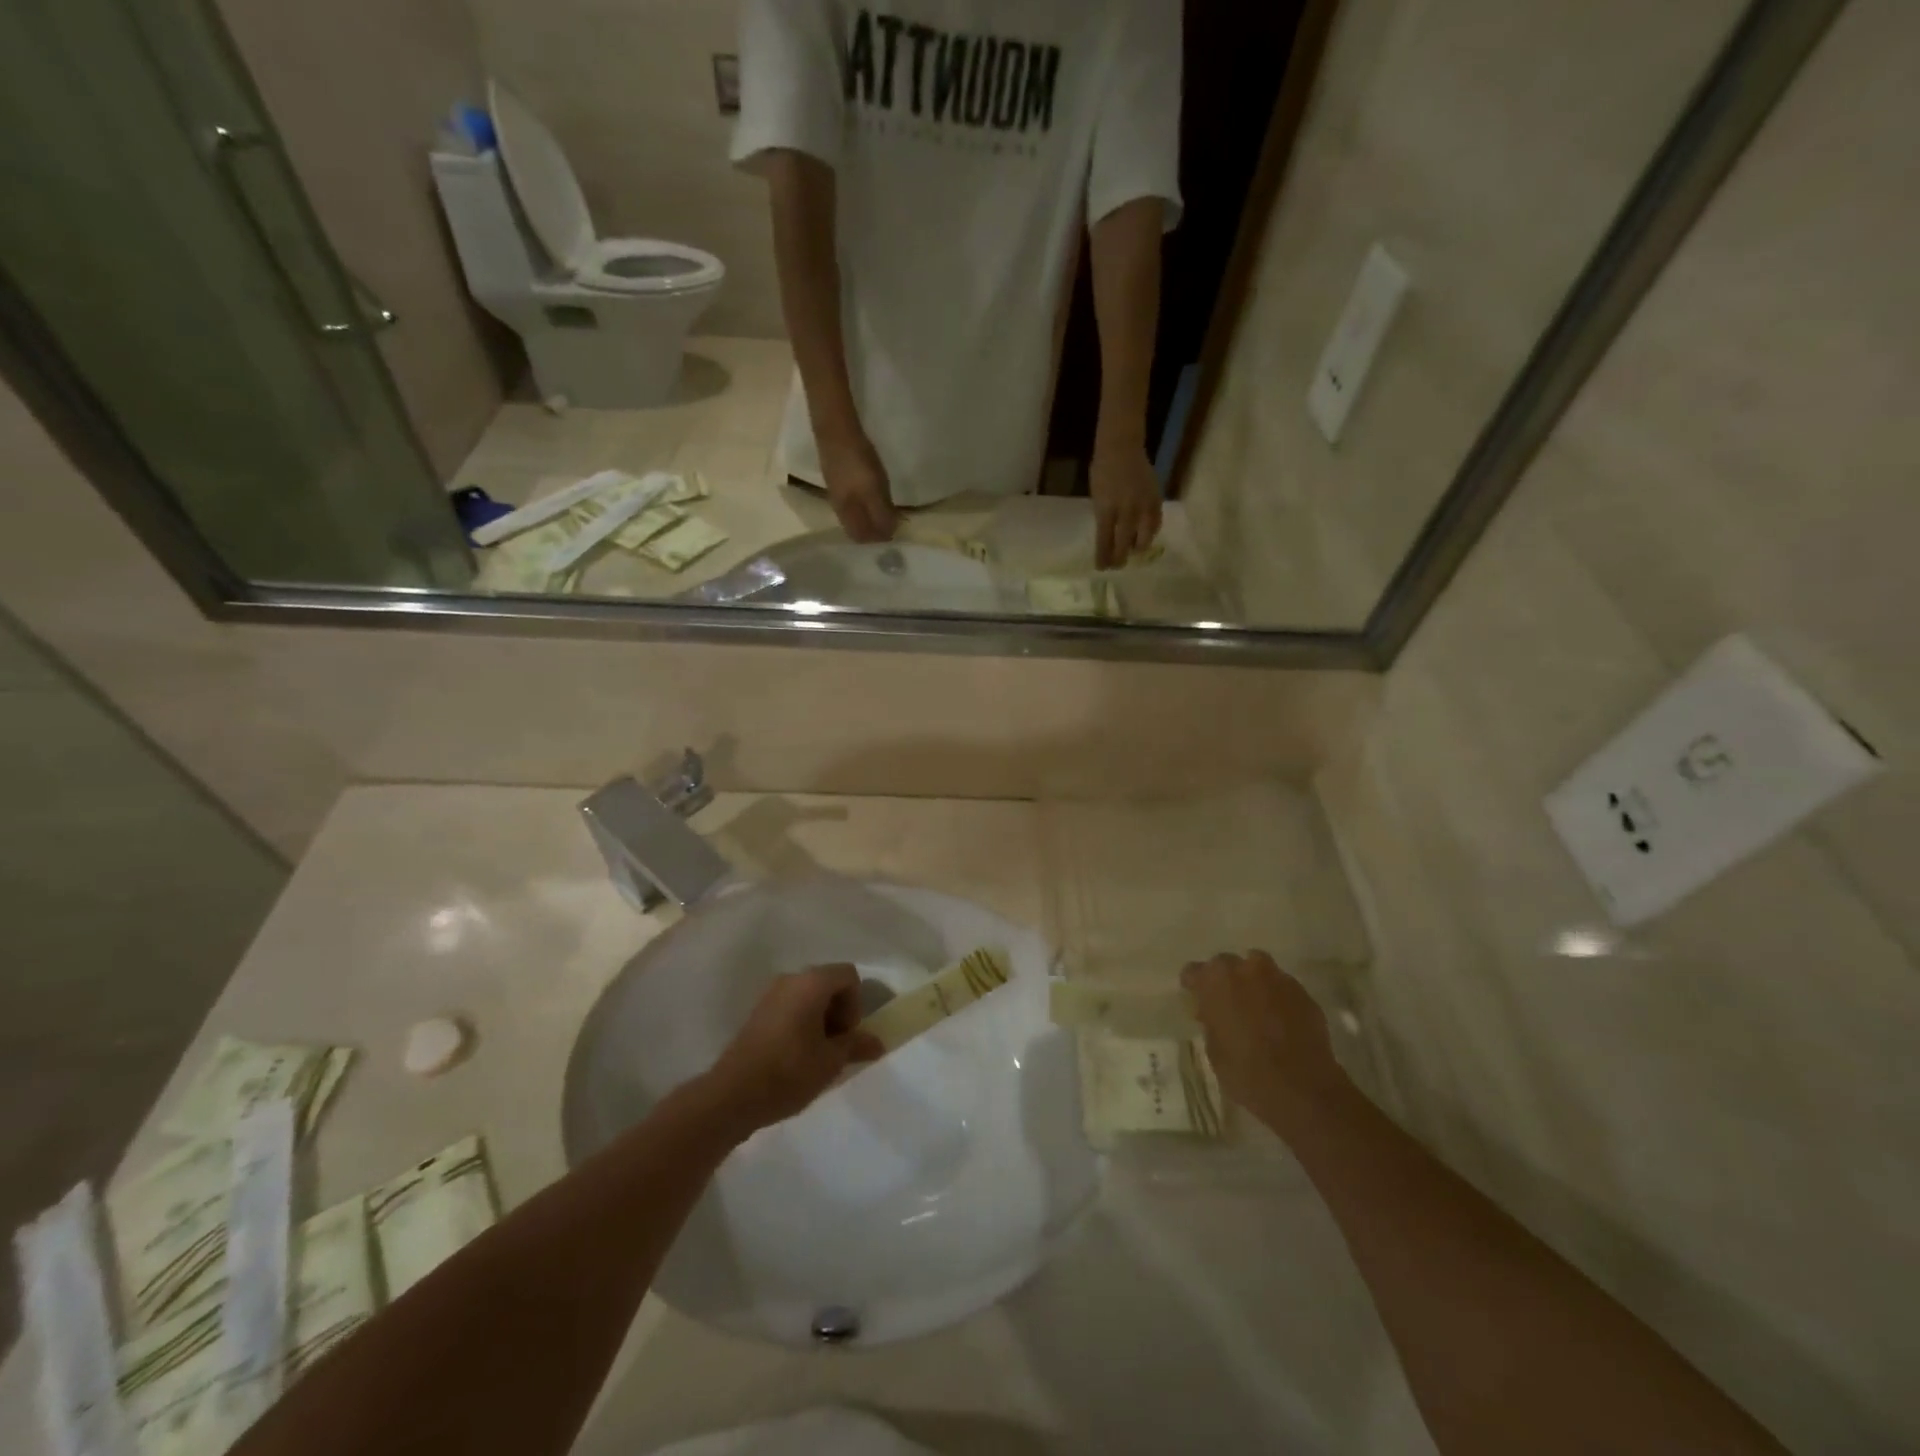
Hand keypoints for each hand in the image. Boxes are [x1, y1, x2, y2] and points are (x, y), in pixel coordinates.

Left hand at [702, 964, 882, 1133]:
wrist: (732, 1096)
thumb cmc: (789, 1072)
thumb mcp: (831, 1062)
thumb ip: (856, 1045)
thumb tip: (878, 1043)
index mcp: (811, 983)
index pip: (849, 976)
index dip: (856, 1004)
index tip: (846, 1035)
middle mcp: (790, 979)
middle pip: (829, 983)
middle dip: (839, 1012)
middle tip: (836, 1047)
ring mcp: (770, 995)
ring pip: (809, 996)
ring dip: (821, 1020)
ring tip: (817, 1055)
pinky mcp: (758, 1013)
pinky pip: (791, 1007)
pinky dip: (802, 1023)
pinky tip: (797, 1057)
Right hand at [818, 428, 897, 542]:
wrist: (836, 431)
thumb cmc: (858, 461)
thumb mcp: (874, 489)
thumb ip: (881, 513)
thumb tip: (889, 533)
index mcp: (846, 513)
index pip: (861, 537)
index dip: (877, 540)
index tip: (895, 534)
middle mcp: (839, 508)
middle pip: (856, 529)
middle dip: (873, 532)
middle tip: (893, 524)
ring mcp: (836, 493)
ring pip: (853, 517)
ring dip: (869, 519)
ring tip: (886, 512)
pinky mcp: (837, 481)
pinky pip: (852, 503)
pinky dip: (864, 508)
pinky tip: (873, 498)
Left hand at [1089, 444, 1162, 568]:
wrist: (1122, 447)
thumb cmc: (1102, 470)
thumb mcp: (1096, 497)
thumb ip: (1103, 517)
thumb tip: (1109, 538)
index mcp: (1106, 510)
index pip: (1104, 541)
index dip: (1103, 557)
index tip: (1102, 568)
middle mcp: (1126, 511)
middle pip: (1124, 544)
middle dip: (1119, 558)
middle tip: (1117, 566)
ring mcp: (1143, 506)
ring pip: (1143, 538)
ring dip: (1136, 548)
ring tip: (1132, 552)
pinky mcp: (1156, 500)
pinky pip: (1155, 524)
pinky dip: (1150, 533)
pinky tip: (1145, 536)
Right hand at [1181, 952, 1348, 1132]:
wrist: (1302, 1089)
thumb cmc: (1246, 1072)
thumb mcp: (1213, 1050)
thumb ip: (1211, 1022)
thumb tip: (1214, 1014)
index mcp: (1214, 981)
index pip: (1193, 972)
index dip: (1194, 987)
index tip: (1197, 1001)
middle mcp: (1244, 969)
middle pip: (1226, 964)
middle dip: (1225, 980)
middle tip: (1227, 1004)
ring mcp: (1276, 978)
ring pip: (1258, 968)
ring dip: (1253, 982)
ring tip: (1255, 1006)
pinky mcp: (1303, 992)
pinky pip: (1282, 987)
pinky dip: (1277, 997)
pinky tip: (1280, 1020)